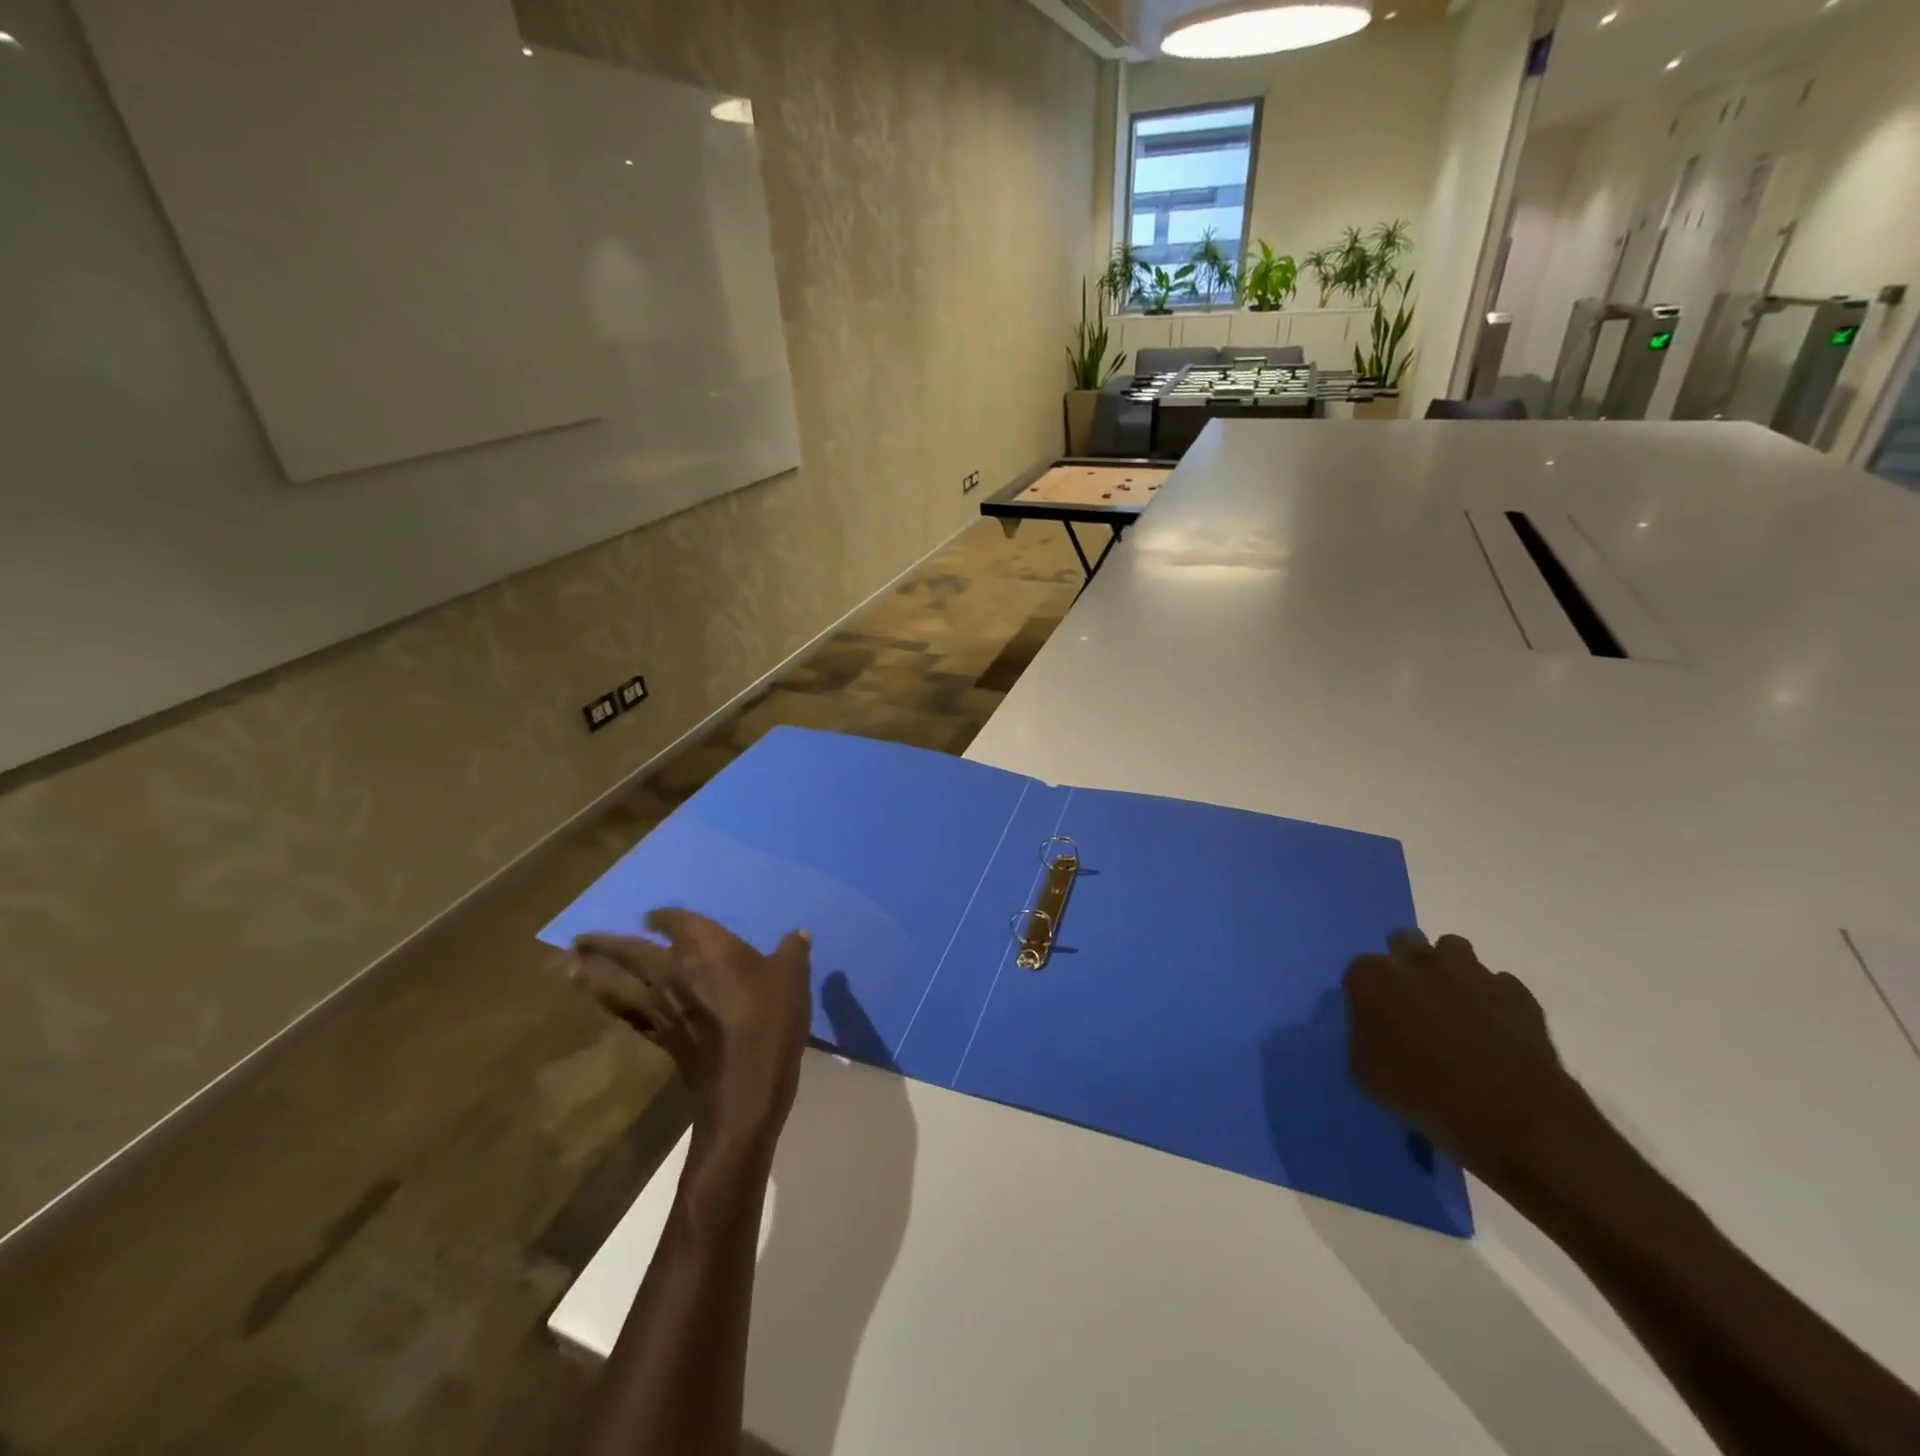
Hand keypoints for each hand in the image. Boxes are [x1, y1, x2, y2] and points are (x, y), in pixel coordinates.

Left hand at [570, 910, 812, 1146]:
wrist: (745, 1084)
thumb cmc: (770, 1018)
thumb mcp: (792, 975)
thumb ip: (792, 949)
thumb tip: (797, 934)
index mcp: (704, 945)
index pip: (673, 920)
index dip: (662, 916)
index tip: (651, 915)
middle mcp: (672, 969)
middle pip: (630, 950)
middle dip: (606, 942)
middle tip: (582, 938)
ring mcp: (659, 1005)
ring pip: (616, 984)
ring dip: (592, 973)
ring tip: (573, 965)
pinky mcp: (658, 1036)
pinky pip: (625, 1014)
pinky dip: (610, 1005)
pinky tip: (605, 1004)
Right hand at [1344, 930, 1596, 1185]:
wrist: (1511, 1114)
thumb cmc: (1422, 1092)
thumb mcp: (1364, 1072)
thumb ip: (1363, 1036)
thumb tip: (1374, 1028)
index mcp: (1373, 976)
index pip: (1359, 971)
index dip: (1367, 994)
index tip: (1375, 1018)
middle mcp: (1418, 960)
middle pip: (1405, 941)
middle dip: (1406, 964)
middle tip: (1412, 1002)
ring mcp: (1471, 971)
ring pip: (1454, 949)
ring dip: (1449, 971)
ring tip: (1455, 1010)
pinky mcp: (1516, 991)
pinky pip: (1498, 984)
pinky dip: (1493, 999)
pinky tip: (1495, 1030)